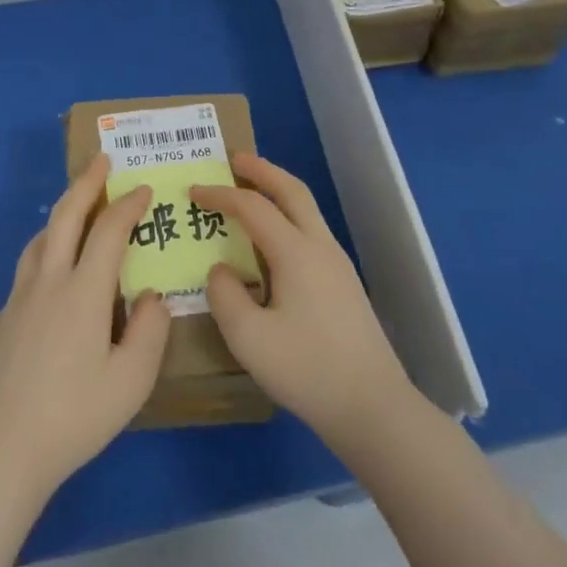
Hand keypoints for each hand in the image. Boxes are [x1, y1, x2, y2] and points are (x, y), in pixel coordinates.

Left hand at [0, 153, 169, 507]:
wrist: (0, 449)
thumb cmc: (74, 417)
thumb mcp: (131, 381)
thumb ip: (149, 331)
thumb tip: (151, 296)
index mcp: (83, 291)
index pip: (109, 230)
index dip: (128, 205)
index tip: (143, 189)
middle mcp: (48, 282)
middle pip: (66, 216)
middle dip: (87, 183)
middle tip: (103, 160)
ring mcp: (19, 298)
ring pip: (41, 238)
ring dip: (62, 213)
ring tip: (79, 209)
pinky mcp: (1, 318)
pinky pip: (28, 268)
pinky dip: (47, 249)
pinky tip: (54, 273)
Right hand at [194, 154, 414, 450]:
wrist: (374, 408)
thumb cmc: (307, 370)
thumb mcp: (248, 338)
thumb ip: (225, 295)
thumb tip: (222, 270)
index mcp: (295, 252)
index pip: (252, 207)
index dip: (219, 195)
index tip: (192, 191)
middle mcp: (320, 247)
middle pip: (292, 191)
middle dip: (261, 170)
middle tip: (234, 158)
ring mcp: (337, 264)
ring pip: (306, 209)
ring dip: (278, 191)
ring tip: (251, 190)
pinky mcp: (344, 284)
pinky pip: (311, 231)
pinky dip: (288, 216)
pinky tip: (273, 239)